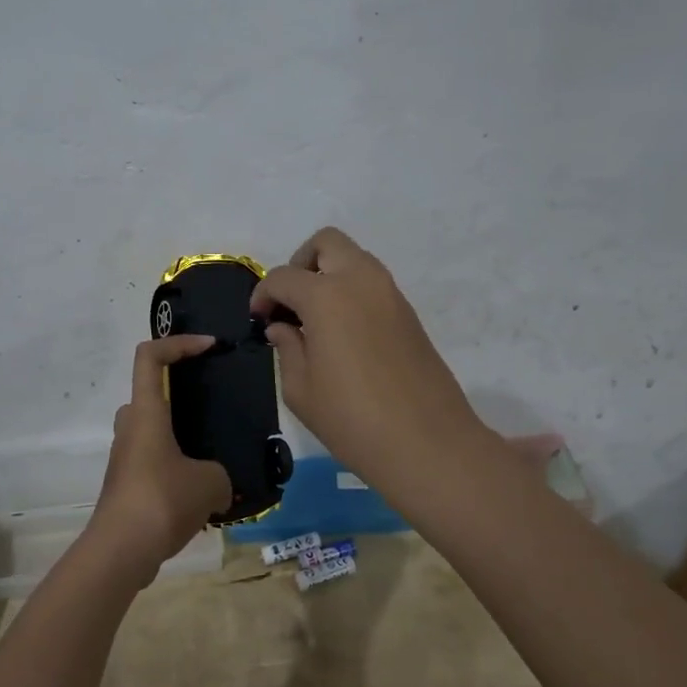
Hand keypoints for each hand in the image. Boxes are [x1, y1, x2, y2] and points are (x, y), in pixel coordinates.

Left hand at [87, 335, 231, 578]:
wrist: (120, 552)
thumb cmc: (162, 501)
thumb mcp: (211, 483)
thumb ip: (220, 475)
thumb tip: (217, 487)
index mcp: (146, 412)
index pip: (150, 356)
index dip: (178, 343)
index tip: (209, 347)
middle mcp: (130, 427)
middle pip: (150, 393)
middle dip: (181, 396)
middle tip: (214, 409)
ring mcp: (125, 458)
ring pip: (154, 432)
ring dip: (181, 438)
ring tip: (216, 456)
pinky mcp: (126, 485)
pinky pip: (154, 463)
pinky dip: (176, 468)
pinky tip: (203, 493)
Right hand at [251, 227, 486, 496]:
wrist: (428, 443)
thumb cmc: (352, 420)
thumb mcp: (301, 390)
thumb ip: (286, 348)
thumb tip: (282, 327)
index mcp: (326, 295)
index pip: (283, 277)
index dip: (263, 295)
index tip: (258, 320)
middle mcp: (360, 280)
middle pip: (326, 243)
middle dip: (301, 263)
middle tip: (291, 302)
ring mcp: (390, 293)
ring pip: (354, 259)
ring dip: (329, 275)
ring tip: (315, 319)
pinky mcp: (409, 312)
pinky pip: (372, 284)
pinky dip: (351, 292)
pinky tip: (343, 333)